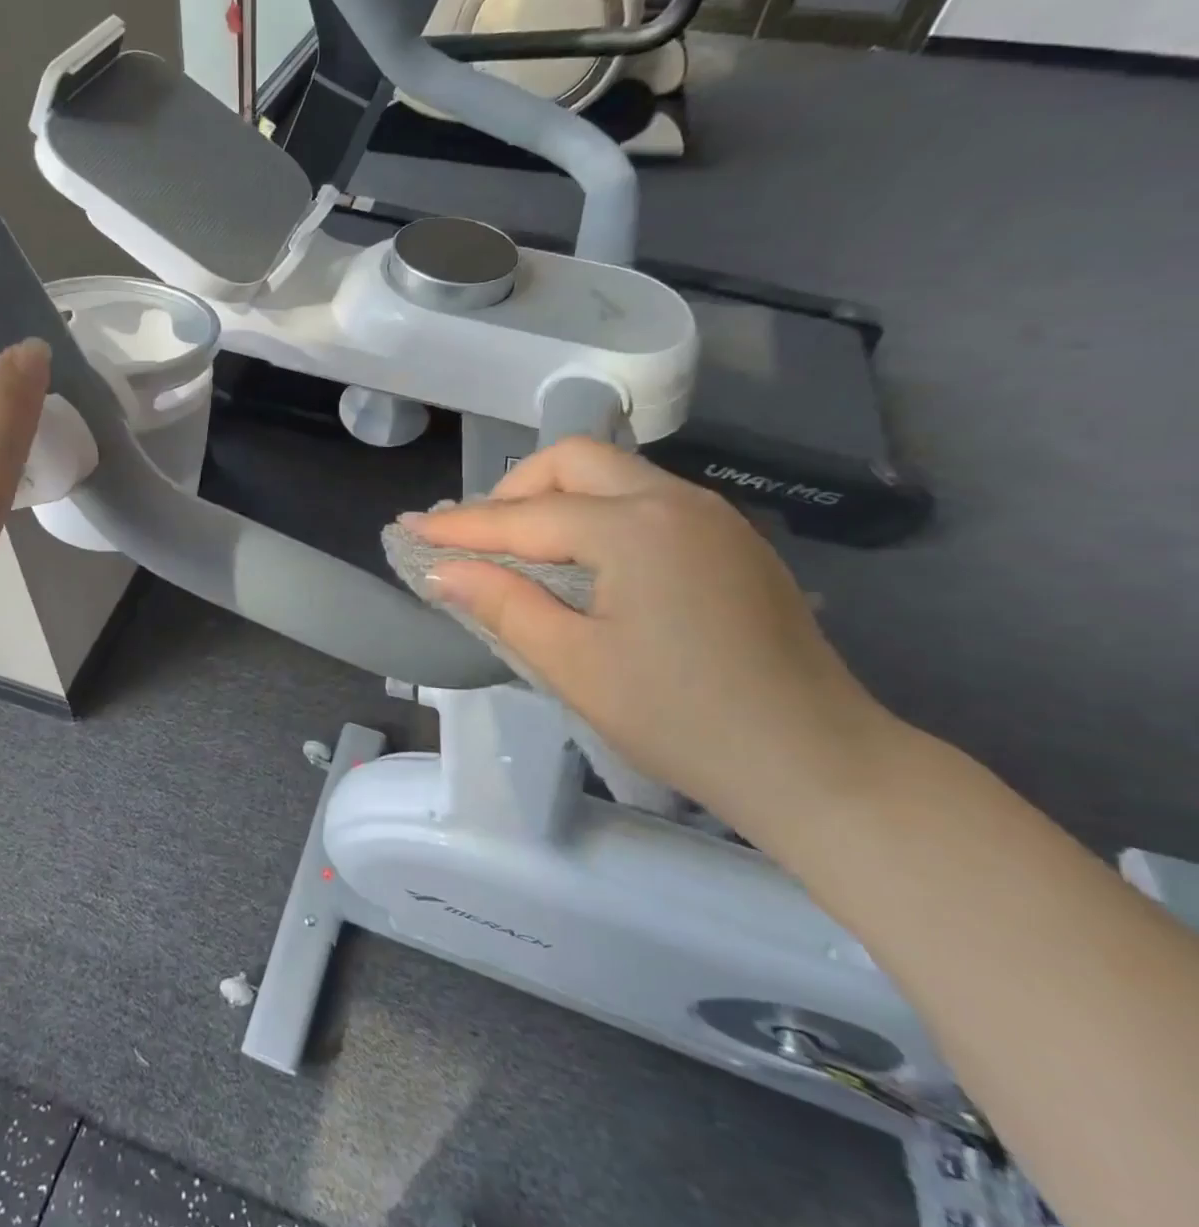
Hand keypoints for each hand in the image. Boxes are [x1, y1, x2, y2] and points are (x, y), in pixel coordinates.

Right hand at [405, 439, 898, 830]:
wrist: (818, 764)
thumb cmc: (682, 720)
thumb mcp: (575, 665)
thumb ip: (503, 604)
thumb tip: (442, 570)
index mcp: (634, 529)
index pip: (525, 515)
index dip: (461, 526)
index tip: (408, 528)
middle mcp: (675, 501)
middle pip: (573, 461)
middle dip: (513, 490)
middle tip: (476, 537)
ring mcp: (711, 517)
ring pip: (613, 474)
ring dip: (554, 497)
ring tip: (518, 545)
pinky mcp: (730, 540)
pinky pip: (645, 500)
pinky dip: (596, 512)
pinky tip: (582, 558)